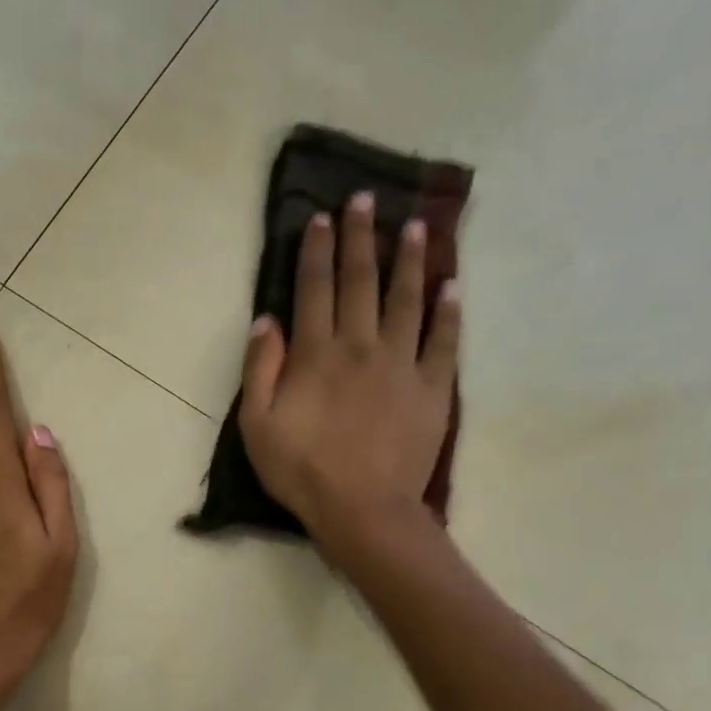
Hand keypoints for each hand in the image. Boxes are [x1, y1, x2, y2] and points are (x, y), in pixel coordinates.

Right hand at [239, 191, 461, 549]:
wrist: (363, 510)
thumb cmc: (301, 470)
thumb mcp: (257, 424)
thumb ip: (260, 368)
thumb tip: (267, 319)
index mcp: (317, 354)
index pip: (315, 288)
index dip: (316, 250)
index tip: (321, 217)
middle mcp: (361, 346)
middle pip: (360, 282)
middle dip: (360, 238)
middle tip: (365, 200)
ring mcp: (402, 365)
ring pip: (407, 300)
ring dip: (410, 261)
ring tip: (415, 227)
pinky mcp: (432, 389)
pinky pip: (444, 342)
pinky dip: (449, 312)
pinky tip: (454, 286)